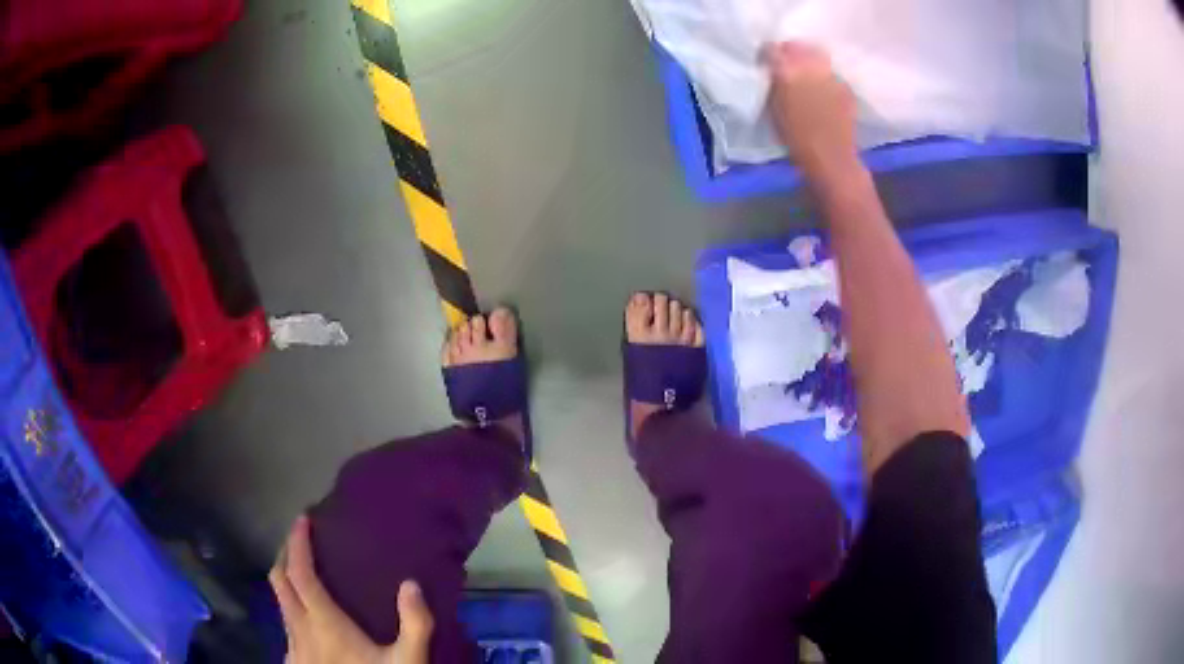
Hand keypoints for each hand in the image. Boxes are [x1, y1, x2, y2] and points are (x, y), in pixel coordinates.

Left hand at [270, 516, 434, 663]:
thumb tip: (411, 583)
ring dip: (286, 582)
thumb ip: (415, 624)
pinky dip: (290, 610)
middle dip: (284, 554)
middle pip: (279, 581)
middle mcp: (300, 629)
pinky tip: (307, 621)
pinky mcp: (293, 662)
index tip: (303, 519)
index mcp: (324, 623)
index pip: (300, 573)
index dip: (297, 543)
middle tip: (300, 540)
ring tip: (303, 575)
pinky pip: (285, 626)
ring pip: (279, 603)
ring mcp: (293, 647)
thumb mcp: (409, 661)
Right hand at [764, 42, 862, 186]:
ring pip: (817, 56)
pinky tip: (823, 90)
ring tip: (807, 75)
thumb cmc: (796, 138)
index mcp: (787, 72)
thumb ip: (774, 83)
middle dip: (791, 52)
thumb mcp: (774, 107)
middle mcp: (810, 67)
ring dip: (810, 62)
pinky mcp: (845, 86)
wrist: (831, 158)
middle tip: (787, 65)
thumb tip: (774, 70)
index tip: (767, 61)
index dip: (769, 54)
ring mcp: (831, 75)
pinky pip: (831, 73)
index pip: (772, 49)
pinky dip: (825, 77)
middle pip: (798, 47)